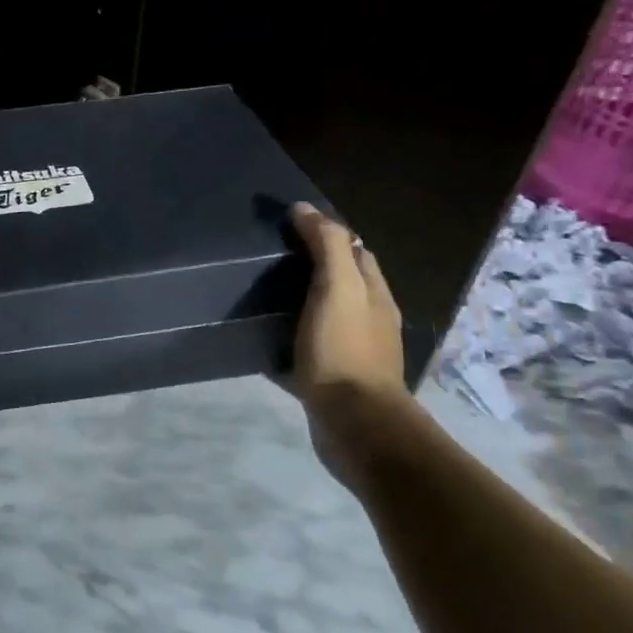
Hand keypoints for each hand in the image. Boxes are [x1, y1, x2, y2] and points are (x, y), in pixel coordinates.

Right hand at [289, 203, 418, 483]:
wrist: (353, 423)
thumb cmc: (344, 349)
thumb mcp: (337, 288)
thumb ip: (326, 246)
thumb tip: (305, 209)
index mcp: (373, 294)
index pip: (355, 251)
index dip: (327, 233)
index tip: (288, 225)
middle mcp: (368, 319)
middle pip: (340, 281)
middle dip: (311, 265)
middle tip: (268, 257)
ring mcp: (351, 350)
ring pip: (323, 314)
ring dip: (297, 301)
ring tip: (259, 292)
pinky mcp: (331, 378)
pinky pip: (306, 346)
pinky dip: (288, 335)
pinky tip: (263, 336)